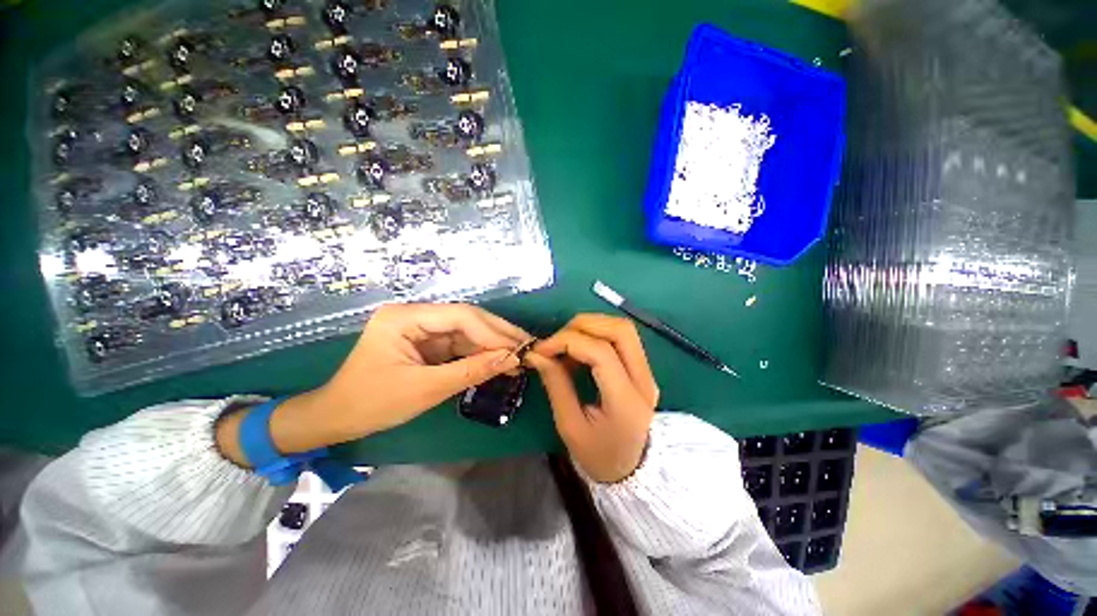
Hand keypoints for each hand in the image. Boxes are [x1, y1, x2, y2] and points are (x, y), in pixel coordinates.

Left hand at [217, 303, 528, 465]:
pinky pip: (461, 344)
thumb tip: (511, 360)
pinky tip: (500, 361)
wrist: (337, 419)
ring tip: (520, 355)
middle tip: (528, 346)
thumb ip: (470, 372)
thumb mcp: (425, 389)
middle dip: (498, 334)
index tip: (519, 348)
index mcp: (405, 317)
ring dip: (493, 344)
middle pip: (467, 319)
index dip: (493, 332)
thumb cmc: (372, 403)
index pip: (461, 316)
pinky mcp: (428, 342)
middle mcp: (416, 315)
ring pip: (468, 331)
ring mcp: (422, 328)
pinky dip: (480, 354)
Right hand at [526, 314, 658, 482]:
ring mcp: (647, 371)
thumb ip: (556, 384)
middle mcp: (643, 379)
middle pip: (620, 330)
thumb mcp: (570, 426)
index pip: (601, 352)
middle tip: (556, 340)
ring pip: (623, 329)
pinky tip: (579, 350)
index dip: (568, 341)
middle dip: (582, 325)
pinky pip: (621, 337)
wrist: (632, 470)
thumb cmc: (598, 455)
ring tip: (566, 343)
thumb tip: (537, 354)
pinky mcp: (643, 368)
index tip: (542, 349)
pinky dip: (597, 334)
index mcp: (626, 400)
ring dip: (591, 326)